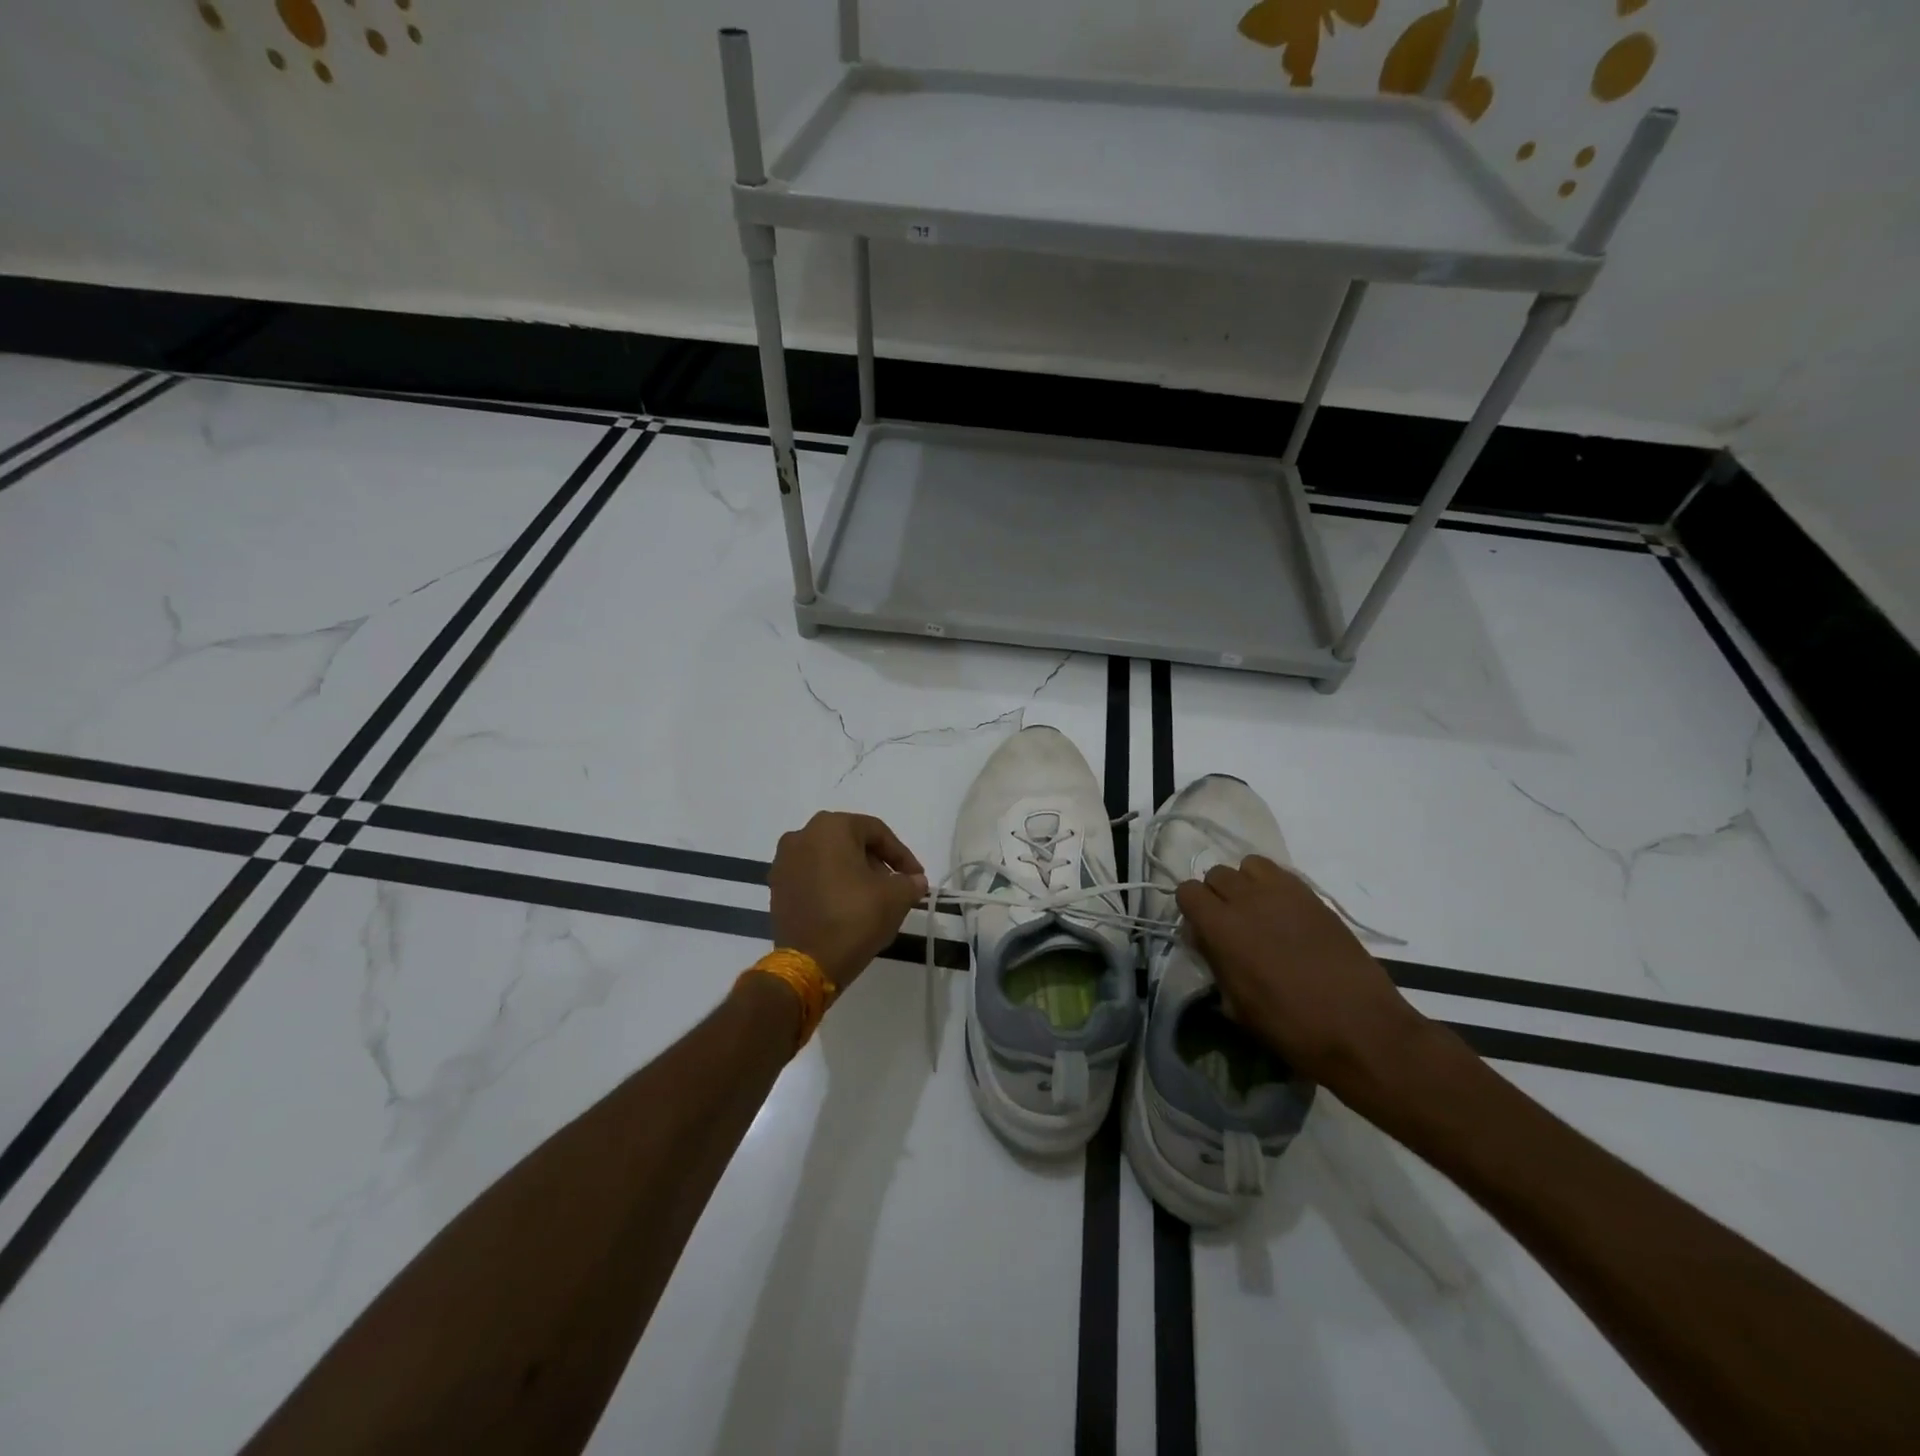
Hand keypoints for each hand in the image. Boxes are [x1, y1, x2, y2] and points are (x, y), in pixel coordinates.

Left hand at [768, 812, 928, 992]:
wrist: (809, 964)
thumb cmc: (855, 917)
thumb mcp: (896, 897)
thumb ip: (910, 882)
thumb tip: (915, 881)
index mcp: (830, 827)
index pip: (876, 832)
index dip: (901, 855)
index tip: (916, 877)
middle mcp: (801, 836)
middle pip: (850, 843)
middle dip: (876, 864)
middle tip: (895, 888)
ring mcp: (784, 863)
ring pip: (830, 861)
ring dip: (854, 875)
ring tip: (873, 901)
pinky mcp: (777, 889)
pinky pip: (812, 878)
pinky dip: (832, 887)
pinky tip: (848, 909)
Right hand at [1175, 856, 1426, 1097]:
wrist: (1360, 1028)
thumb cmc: (1290, 1026)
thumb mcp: (1236, 1005)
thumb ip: (1215, 962)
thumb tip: (1206, 940)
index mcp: (1221, 928)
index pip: (1187, 891)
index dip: (1191, 909)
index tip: (1202, 930)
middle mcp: (1247, 900)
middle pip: (1216, 874)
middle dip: (1216, 894)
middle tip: (1230, 923)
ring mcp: (1283, 893)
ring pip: (1248, 865)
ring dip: (1245, 883)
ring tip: (1257, 911)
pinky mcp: (1313, 897)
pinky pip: (1281, 873)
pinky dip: (1274, 886)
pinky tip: (1285, 914)